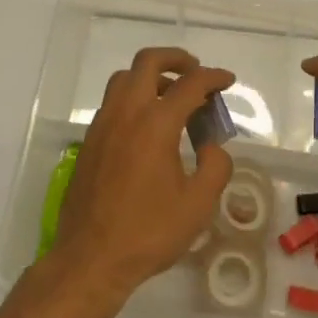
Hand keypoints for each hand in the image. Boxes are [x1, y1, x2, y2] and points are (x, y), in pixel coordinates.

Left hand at [48, 47, 235, 305]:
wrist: (90, 258)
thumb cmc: (148, 232)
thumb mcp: (198, 205)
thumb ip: (215, 167)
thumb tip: (212, 146)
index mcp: (156, 124)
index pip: (190, 84)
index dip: (213, 77)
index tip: (227, 81)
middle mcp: (127, 113)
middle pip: (148, 62)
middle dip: (177, 59)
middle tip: (196, 73)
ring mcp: (104, 124)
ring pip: (125, 78)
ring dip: (151, 75)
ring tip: (172, 95)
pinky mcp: (91, 140)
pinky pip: (113, 101)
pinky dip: (134, 96)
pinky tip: (148, 124)